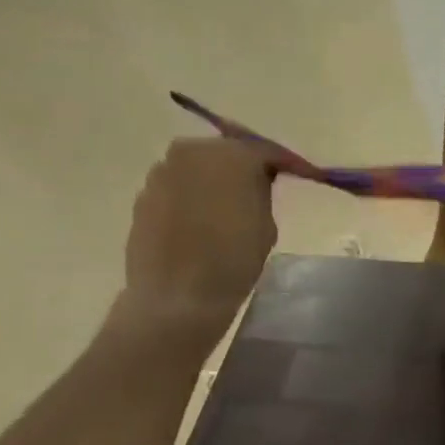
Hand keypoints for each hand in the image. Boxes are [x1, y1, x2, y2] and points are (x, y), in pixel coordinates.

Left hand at [112, 138, 277, 346]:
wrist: (178, 295)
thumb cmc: (234, 259)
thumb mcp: (266, 224)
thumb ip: (261, 192)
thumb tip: (255, 180)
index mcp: (229, 156)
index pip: (264, 149)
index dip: (284, 162)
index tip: (299, 174)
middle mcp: (191, 152)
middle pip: (226, 151)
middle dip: (244, 166)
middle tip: (261, 189)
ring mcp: (162, 172)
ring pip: (199, 168)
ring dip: (216, 180)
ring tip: (230, 208)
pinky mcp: (144, 194)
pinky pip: (179, 187)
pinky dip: (194, 196)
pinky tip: (204, 222)